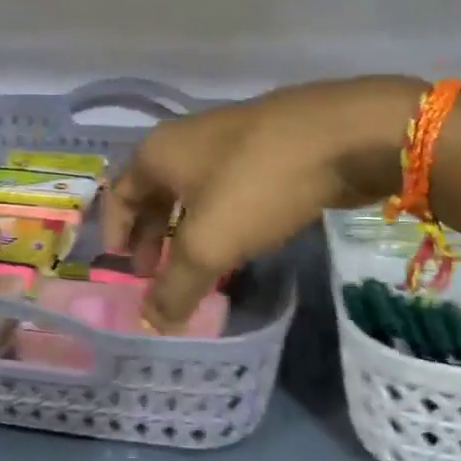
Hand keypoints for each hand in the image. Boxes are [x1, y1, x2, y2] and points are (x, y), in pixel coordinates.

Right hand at [102, 77, 421, 330]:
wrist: (343, 135)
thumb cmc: (257, 184)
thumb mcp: (208, 245)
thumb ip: (175, 288)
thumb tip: (151, 325)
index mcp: (158, 153)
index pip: (120, 195)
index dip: (116, 234)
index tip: (124, 270)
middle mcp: (186, 140)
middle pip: (155, 194)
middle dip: (153, 237)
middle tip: (157, 275)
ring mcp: (229, 140)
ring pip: (194, 192)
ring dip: (189, 231)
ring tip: (199, 266)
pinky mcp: (266, 148)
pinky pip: (229, 189)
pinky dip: (222, 218)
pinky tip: (240, 242)